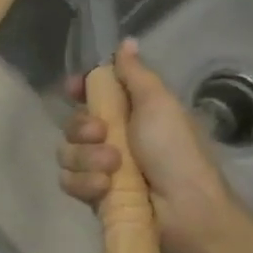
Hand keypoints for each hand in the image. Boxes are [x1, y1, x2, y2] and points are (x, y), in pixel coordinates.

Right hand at [58, 39, 250, 252]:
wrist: (185, 210)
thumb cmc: (177, 152)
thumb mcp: (159, 104)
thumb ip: (136, 74)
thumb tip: (126, 42)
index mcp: (130, 113)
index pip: (91, 94)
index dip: (78, 90)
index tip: (73, 88)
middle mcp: (111, 138)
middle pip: (72, 123)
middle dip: (82, 128)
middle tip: (104, 134)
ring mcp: (99, 168)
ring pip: (67, 153)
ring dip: (87, 159)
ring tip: (113, 169)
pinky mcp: (92, 195)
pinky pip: (68, 181)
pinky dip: (85, 183)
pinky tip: (105, 188)